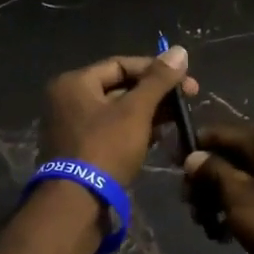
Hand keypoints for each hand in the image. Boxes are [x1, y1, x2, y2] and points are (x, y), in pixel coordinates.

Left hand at [40, 47, 197, 184]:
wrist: (77, 203)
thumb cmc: (106, 148)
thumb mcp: (136, 111)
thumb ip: (158, 80)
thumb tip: (180, 50)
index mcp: (74, 83)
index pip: (121, 64)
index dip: (155, 70)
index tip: (185, 81)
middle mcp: (67, 101)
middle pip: (119, 88)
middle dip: (154, 94)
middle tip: (186, 101)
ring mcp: (71, 128)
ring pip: (117, 112)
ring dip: (148, 114)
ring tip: (177, 120)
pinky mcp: (80, 152)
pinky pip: (111, 132)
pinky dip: (134, 131)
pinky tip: (159, 138)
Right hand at [182, 124, 253, 253]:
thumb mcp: (237, 196)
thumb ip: (212, 172)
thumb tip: (194, 157)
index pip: (218, 133)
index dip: (192, 150)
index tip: (171, 171)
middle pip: (229, 156)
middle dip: (205, 181)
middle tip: (190, 208)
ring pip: (241, 178)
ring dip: (219, 199)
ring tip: (207, 226)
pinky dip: (239, 209)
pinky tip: (226, 234)